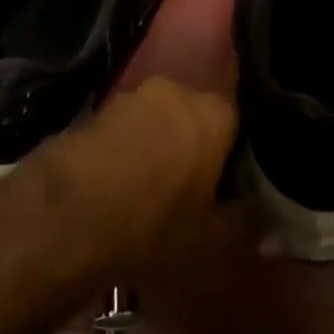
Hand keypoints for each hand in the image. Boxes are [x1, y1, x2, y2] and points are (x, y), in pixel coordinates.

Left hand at [29, 76, 237, 276]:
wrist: (65, 215)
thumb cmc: (152, 227)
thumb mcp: (210, 243)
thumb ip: (245, 226)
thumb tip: (269, 222)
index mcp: (213, 113)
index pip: (239, 117)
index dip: (238, 150)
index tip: (235, 179)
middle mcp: (176, 90)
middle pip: (197, 116)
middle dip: (197, 145)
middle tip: (196, 187)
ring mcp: (132, 96)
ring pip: (160, 120)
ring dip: (161, 146)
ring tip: (154, 190)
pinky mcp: (96, 109)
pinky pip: (127, 129)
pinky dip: (130, 150)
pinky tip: (122, 185)